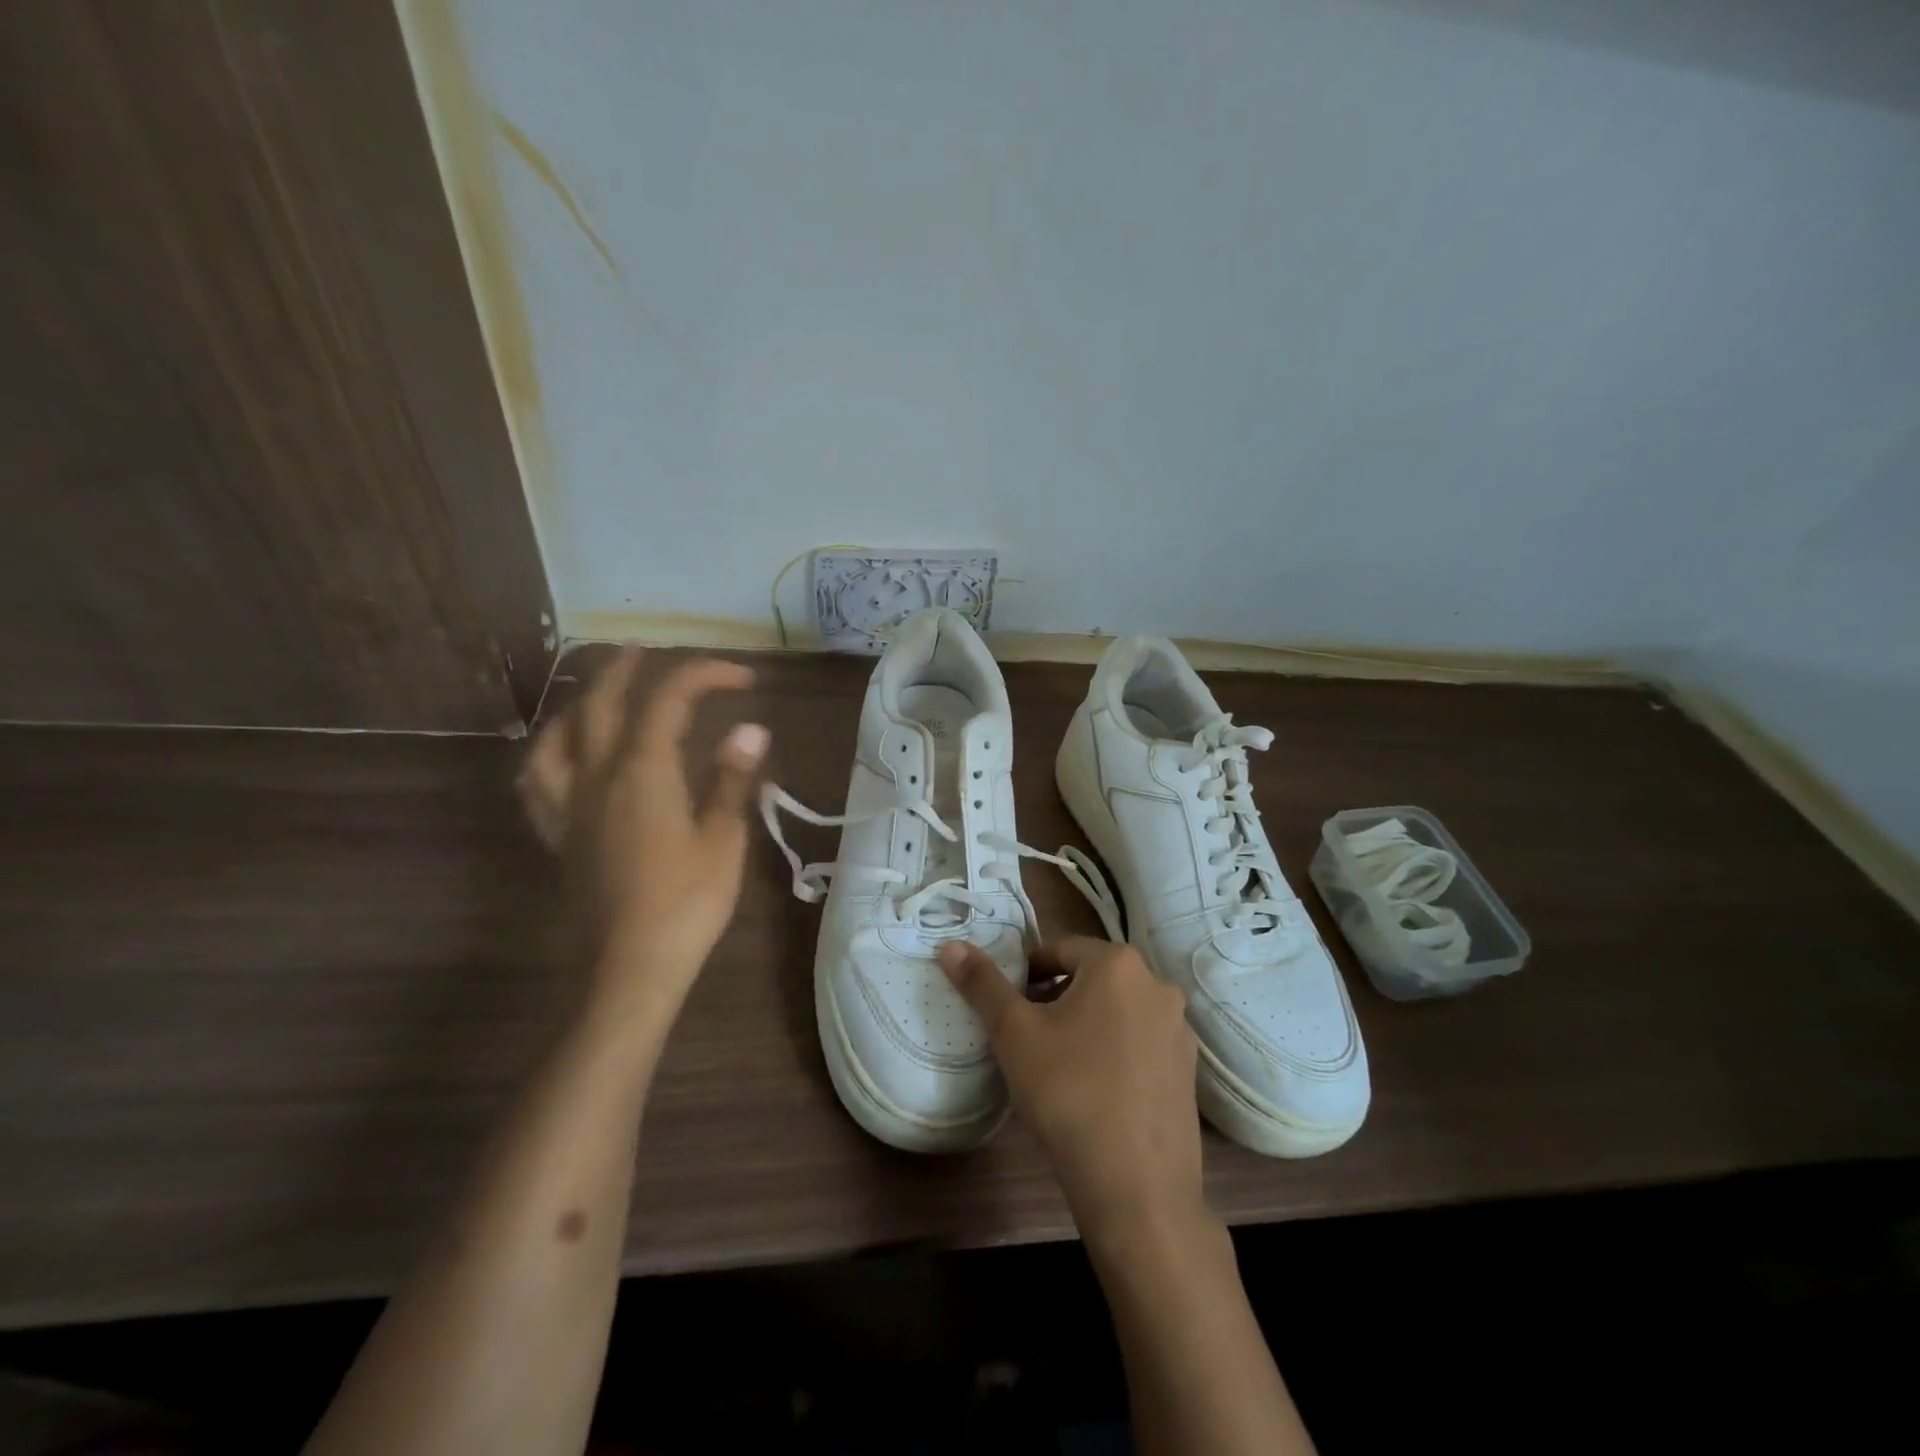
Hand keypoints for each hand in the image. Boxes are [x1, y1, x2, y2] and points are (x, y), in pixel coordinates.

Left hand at [519, 650, 767, 1018]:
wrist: (631, 967)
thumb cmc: (687, 902)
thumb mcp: (723, 839)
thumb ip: (731, 779)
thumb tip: (750, 729)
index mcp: (643, 771)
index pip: (669, 700)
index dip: (705, 675)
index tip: (743, 679)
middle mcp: (598, 776)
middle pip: (602, 703)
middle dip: (627, 669)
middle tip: (648, 652)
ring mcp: (571, 805)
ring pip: (559, 735)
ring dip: (580, 702)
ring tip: (598, 694)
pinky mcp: (560, 835)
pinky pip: (538, 780)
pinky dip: (549, 753)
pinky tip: (561, 755)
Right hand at [938, 937, 1206, 1247]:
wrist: (1136, 1187)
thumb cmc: (1069, 1093)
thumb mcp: (1014, 1034)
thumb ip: (982, 984)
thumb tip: (950, 946)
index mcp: (1118, 964)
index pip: (1059, 950)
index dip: (1026, 974)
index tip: (1007, 1008)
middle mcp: (1157, 985)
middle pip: (1090, 978)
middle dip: (1056, 999)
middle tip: (1027, 1038)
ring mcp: (1179, 1029)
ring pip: (1117, 1011)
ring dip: (1086, 1024)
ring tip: (1058, 1065)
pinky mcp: (1188, 1070)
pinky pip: (1140, 1044)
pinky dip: (1115, 1052)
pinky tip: (1095, 1090)